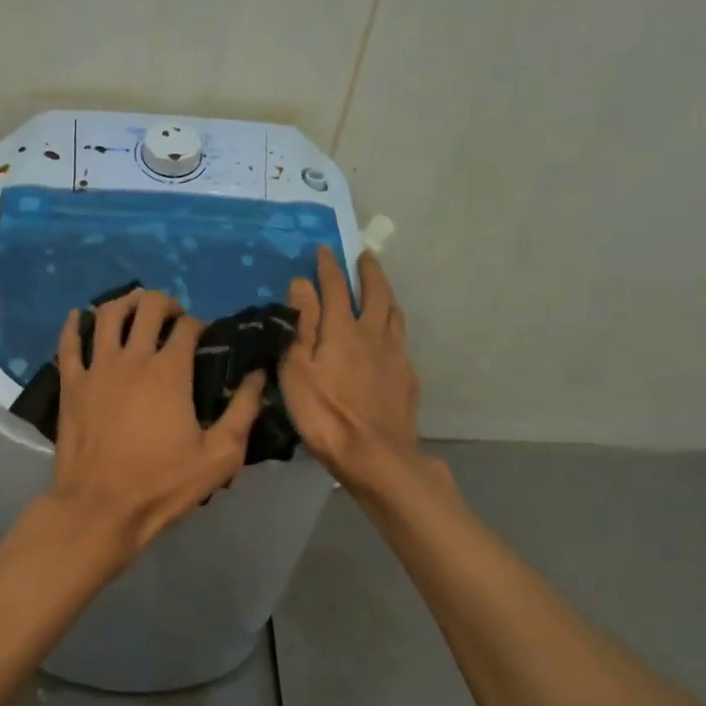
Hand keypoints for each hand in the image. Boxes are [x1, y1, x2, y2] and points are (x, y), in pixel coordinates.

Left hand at [48, 288, 267, 559]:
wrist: (99, 508)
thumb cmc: (161, 484)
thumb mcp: (219, 456)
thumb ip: (242, 411)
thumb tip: (258, 374)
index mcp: (170, 371)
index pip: (188, 327)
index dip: (199, 325)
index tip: (204, 337)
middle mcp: (132, 358)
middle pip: (147, 308)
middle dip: (165, 304)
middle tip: (173, 317)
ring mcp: (96, 368)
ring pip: (107, 315)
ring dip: (125, 302)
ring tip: (135, 306)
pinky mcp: (70, 385)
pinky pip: (69, 343)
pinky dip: (75, 324)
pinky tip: (81, 316)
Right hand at [281, 246, 422, 493]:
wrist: (376, 456)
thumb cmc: (325, 415)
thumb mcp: (297, 371)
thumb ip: (301, 326)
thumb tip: (301, 285)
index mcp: (343, 330)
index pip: (335, 287)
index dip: (328, 267)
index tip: (325, 249)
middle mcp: (374, 335)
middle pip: (376, 293)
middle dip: (369, 271)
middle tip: (365, 255)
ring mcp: (396, 356)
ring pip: (395, 315)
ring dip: (386, 296)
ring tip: (381, 290)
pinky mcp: (408, 379)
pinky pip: (401, 343)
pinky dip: (393, 330)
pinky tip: (388, 341)